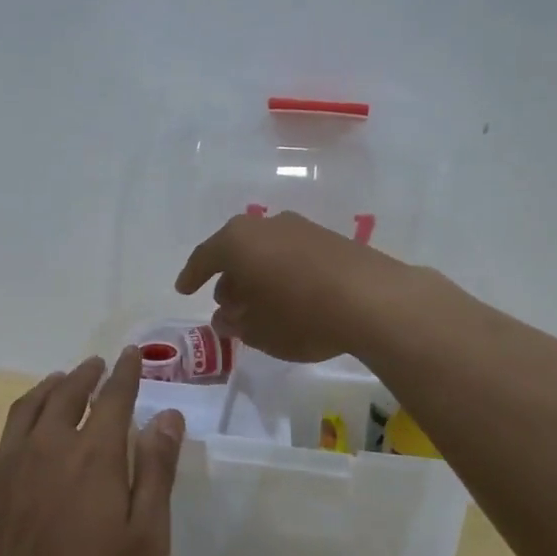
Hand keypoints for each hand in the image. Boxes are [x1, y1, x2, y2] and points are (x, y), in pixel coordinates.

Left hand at [0, 349, 184, 555]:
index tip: (132, 354)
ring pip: (27, 408)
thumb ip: (156, 472)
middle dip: (86, 375)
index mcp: (95, 454)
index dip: (127, 373)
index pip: (115, 397)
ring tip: (58, 379)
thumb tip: (168, 417)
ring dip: (46, 388)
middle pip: (69, 394)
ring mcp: (7, 463)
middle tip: (96, 364)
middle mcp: (50, 444)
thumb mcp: (144, 540)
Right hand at [175, 210, 407, 363]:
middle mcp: (267, 225)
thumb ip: (235, 322)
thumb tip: (225, 316)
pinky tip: (290, 297)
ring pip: (266, 251)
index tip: (183, 290)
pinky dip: (283, 273)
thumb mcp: (258, 330)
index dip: (192, 276)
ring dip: (257, 276)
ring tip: (259, 305)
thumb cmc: (301, 316)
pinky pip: (292, 254)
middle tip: (226, 304)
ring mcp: (301, 228)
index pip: (205, 257)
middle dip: (228, 278)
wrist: (373, 300)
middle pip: (237, 250)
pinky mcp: (330, 239)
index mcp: (238, 241)